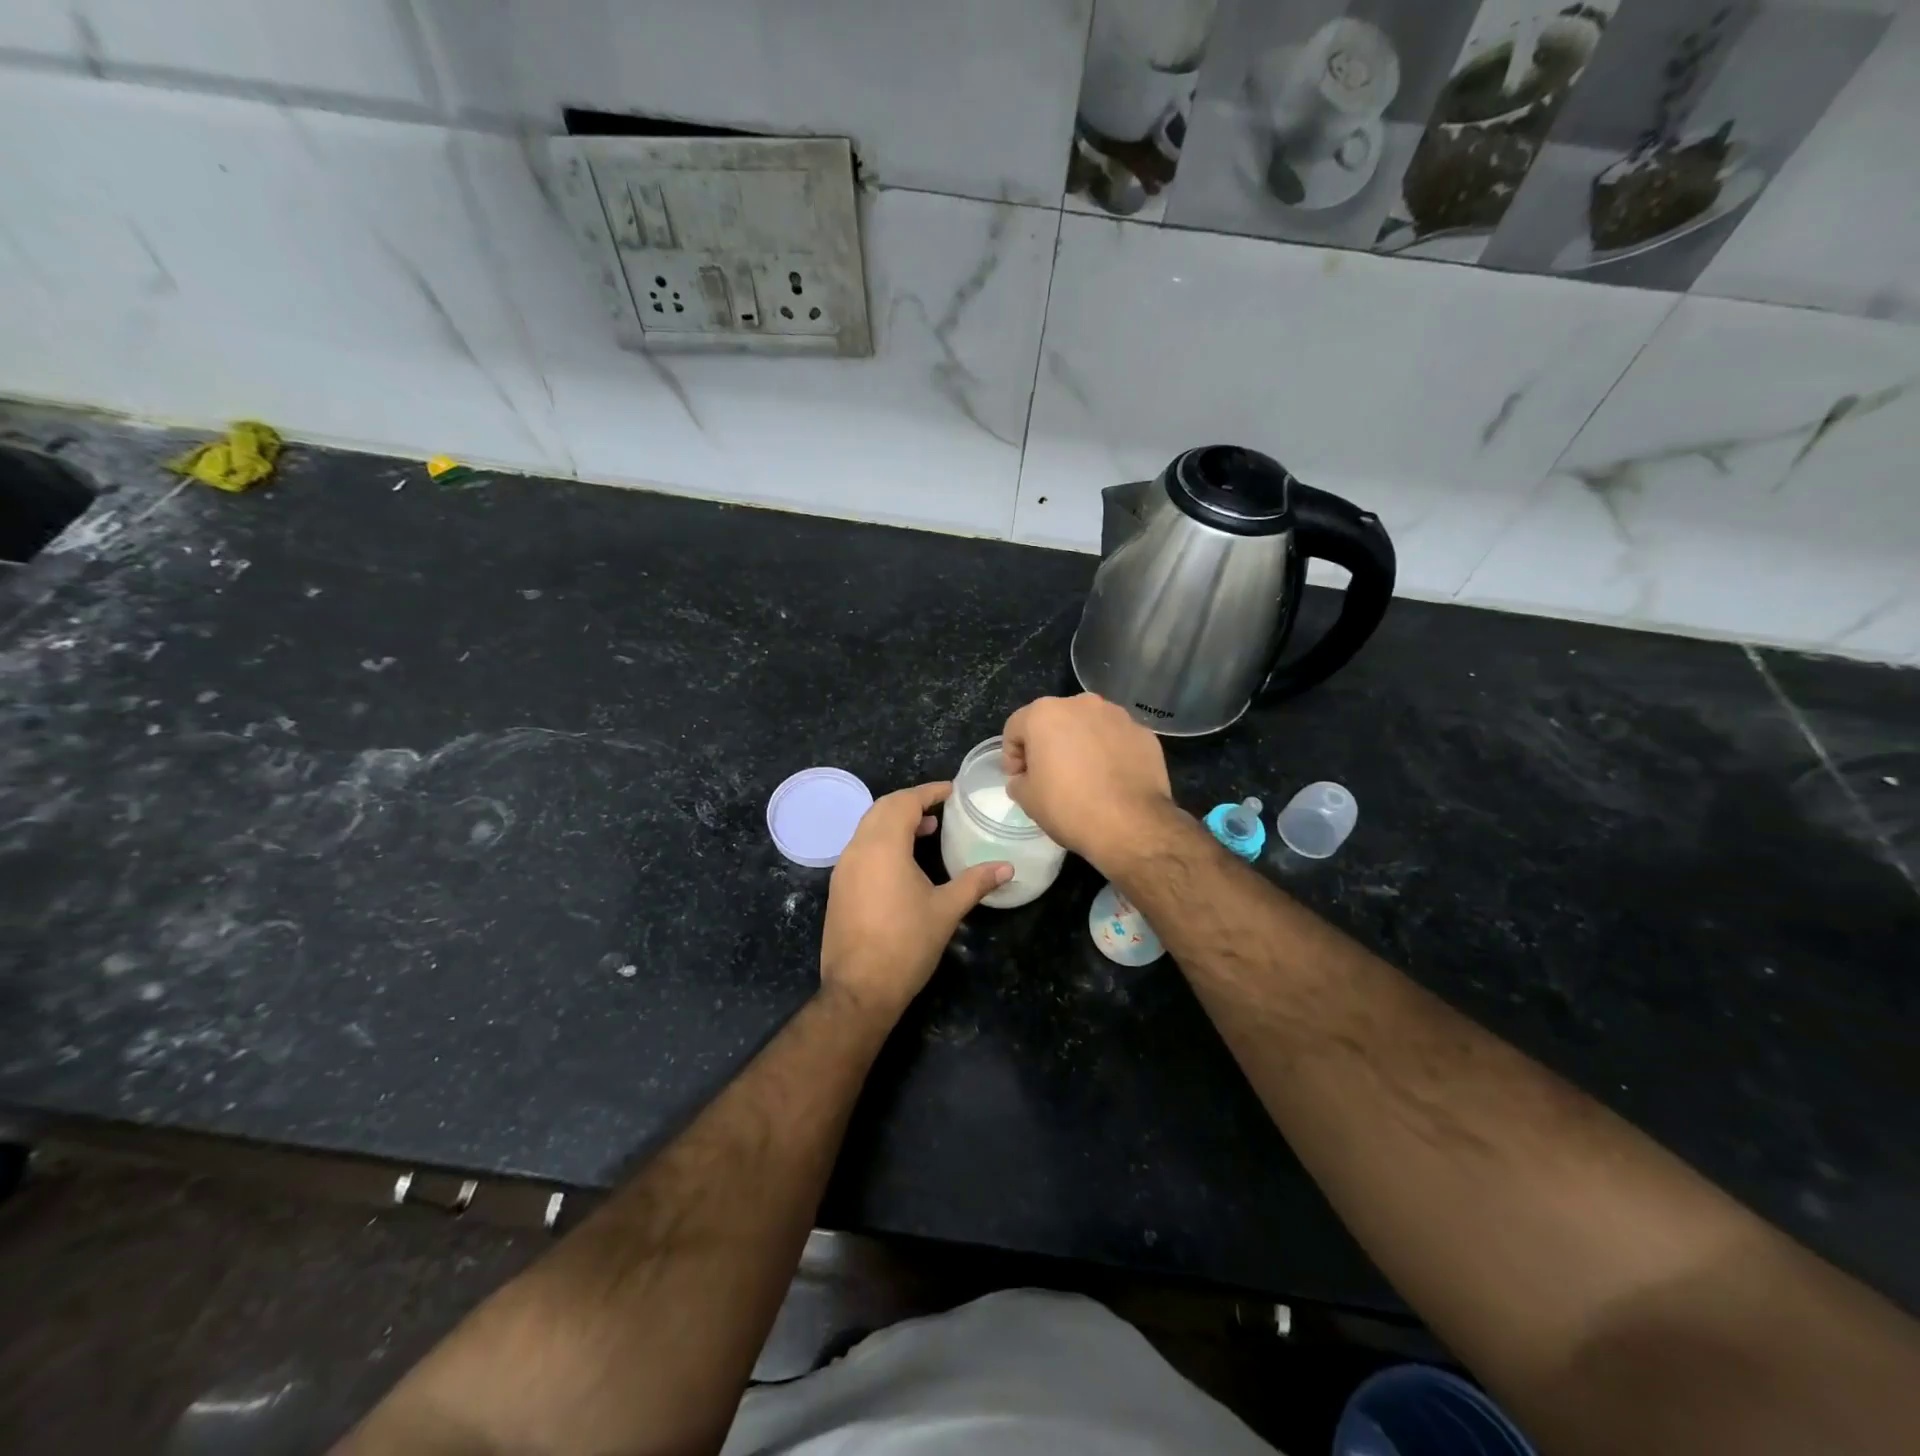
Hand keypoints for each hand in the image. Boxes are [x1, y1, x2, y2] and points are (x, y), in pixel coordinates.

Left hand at [819, 782, 1010, 1019]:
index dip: (928, 791)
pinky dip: (882, 840)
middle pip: (882, 808)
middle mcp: (858, 849)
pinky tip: (903, 861)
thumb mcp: (946, 910)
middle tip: (940, 808)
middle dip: (910, 802)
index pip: (904, 802)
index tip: (951, 790)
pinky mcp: (839, 887)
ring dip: (895, 821)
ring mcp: (844, 868)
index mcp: (883, 846)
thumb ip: (975, 882)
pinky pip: (860, 848)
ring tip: (926, 831)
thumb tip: (1007, 867)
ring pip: (868, 827)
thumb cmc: (906, 944)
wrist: (859, 989)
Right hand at [1002, 694, 1173, 868]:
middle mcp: (1081, 704)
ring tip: (1084, 776)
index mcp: (1045, 714)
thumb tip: (1025, 779)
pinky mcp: (1143, 734)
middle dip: (1047, 744)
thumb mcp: (1027, 799)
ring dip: (1080, 744)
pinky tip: (1110, 779)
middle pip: (1054, 721)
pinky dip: (1109, 752)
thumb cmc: (1069, 807)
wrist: (1131, 824)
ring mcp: (1117, 716)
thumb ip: (1019, 781)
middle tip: (1049, 776)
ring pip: (1088, 726)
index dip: (1012, 755)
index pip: (1016, 728)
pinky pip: (1116, 739)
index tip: (1018, 779)